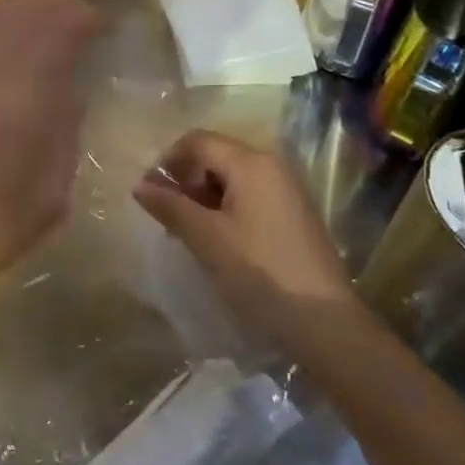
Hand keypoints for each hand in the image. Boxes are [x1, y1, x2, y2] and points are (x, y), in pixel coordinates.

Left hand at [0, 0, 104, 358]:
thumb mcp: (52, 195)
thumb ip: (66, 129)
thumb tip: (69, 86)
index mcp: (18, 95)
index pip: (61, 25)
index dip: (88, 21)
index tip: (104, 33)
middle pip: (25, 7)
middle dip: (57, 11)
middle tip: (76, 32)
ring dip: (21, 11)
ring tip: (38, 31)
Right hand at [131, 129, 356, 346]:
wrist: (325, 323)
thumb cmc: (260, 273)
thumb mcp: (206, 238)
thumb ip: (170, 206)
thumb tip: (139, 184)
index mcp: (251, 163)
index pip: (198, 141)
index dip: (167, 161)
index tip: (150, 194)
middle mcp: (272, 166)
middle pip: (216, 156)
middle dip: (186, 180)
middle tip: (167, 217)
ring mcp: (287, 191)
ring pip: (232, 179)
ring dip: (204, 197)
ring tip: (188, 232)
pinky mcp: (294, 215)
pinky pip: (250, 197)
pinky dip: (226, 210)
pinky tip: (217, 242)